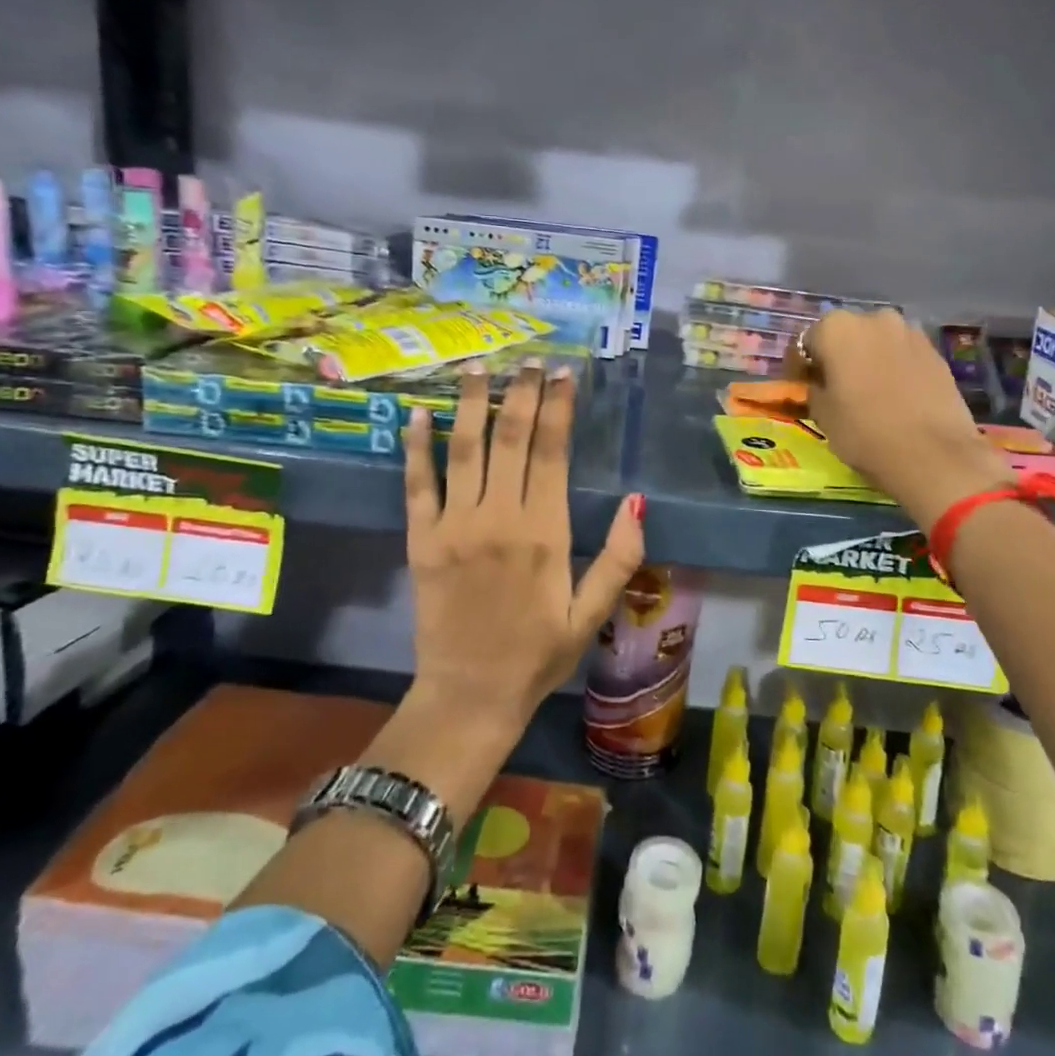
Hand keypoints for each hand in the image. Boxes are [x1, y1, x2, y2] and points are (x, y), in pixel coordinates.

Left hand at [403, 363, 643, 730]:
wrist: (469, 695)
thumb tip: (638, 501)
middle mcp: (498, 518)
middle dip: (521, 393)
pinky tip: (418, 413)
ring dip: (472, 403)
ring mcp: (454, 526)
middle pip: (510, 439)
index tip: (563, 374)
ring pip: (464, 449)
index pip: (552, 452)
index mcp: (544, 532)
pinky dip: (416, 447)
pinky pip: (417, 484)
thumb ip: (620, 557)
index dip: (557, 408)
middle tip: (529, 360)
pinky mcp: (421, 540)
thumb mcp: (593, 613)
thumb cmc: (539, 653)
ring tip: (479, 366)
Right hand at [793, 310, 1013, 528]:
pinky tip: (895, 395)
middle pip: (845, 335)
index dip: (800, 367)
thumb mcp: (822, 414)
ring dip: (867, 360)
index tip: (801, 387)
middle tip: (834, 388)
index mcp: (836, 328)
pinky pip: (902, 355)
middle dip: (837, 357)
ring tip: (867, 392)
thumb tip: (820, 384)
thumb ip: (815, 389)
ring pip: (877, 342)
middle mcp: (873, 318)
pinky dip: (894, 368)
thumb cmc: (864, 431)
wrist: (933, 454)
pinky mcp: (935, 351)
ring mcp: (909, 332)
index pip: (806, 342)